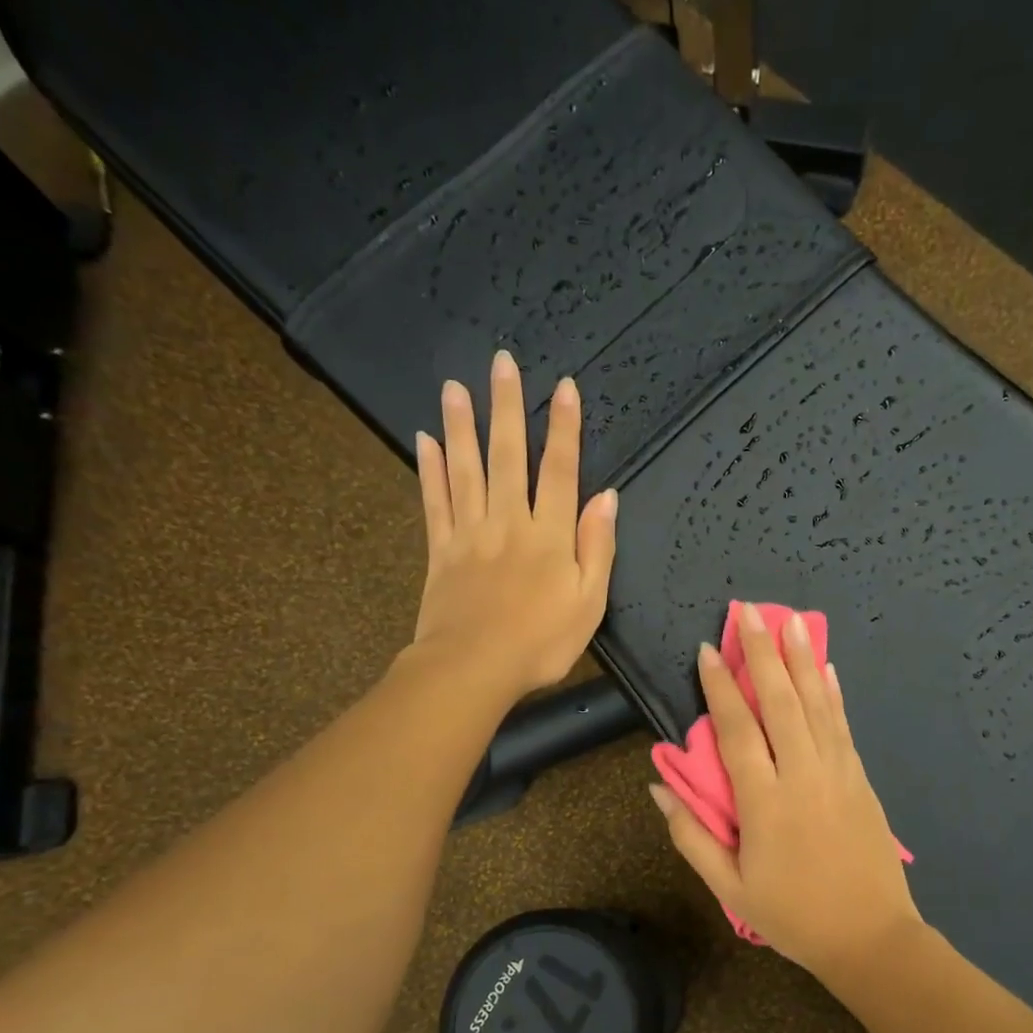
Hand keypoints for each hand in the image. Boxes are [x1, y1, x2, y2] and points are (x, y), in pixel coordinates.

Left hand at [409, 350, 617, 700]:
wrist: (473, 668)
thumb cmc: (541, 643)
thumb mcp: (589, 604)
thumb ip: (597, 548)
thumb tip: (607, 498)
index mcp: (550, 536)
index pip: (560, 471)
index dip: (564, 428)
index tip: (563, 387)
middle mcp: (509, 522)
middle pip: (508, 457)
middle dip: (507, 408)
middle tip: (500, 364)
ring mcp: (470, 534)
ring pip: (466, 470)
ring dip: (462, 426)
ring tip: (455, 387)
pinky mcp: (440, 552)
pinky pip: (434, 503)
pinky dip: (430, 470)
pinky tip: (425, 441)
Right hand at [650, 603, 923, 976]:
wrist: (871, 937)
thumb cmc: (793, 916)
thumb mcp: (730, 887)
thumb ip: (691, 836)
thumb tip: (659, 787)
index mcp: (764, 803)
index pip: (737, 731)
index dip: (720, 688)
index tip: (708, 650)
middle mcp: (803, 775)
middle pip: (780, 703)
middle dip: (763, 653)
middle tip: (750, 612)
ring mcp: (838, 773)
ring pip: (816, 705)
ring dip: (802, 659)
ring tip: (790, 620)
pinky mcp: (861, 778)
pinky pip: (843, 726)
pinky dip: (833, 693)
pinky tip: (826, 668)